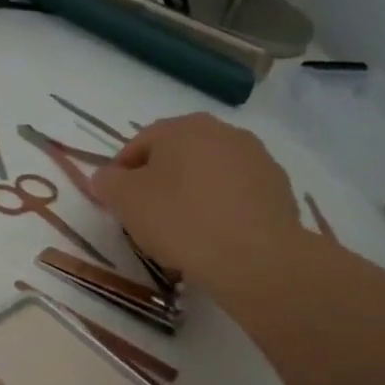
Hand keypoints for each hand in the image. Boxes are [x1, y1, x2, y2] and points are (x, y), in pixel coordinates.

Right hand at [90, 113, 305, 293]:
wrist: (256, 257)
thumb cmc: (181, 221)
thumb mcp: (126, 201)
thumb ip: (108, 183)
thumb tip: (105, 177)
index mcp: (183, 127)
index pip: (140, 143)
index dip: (122, 173)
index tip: (116, 203)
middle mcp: (222, 131)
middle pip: (177, 155)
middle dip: (159, 182)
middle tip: (147, 217)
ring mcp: (256, 158)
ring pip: (209, 174)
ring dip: (192, 194)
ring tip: (183, 232)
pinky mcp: (278, 188)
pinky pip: (237, 195)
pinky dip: (222, 209)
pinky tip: (215, 237)